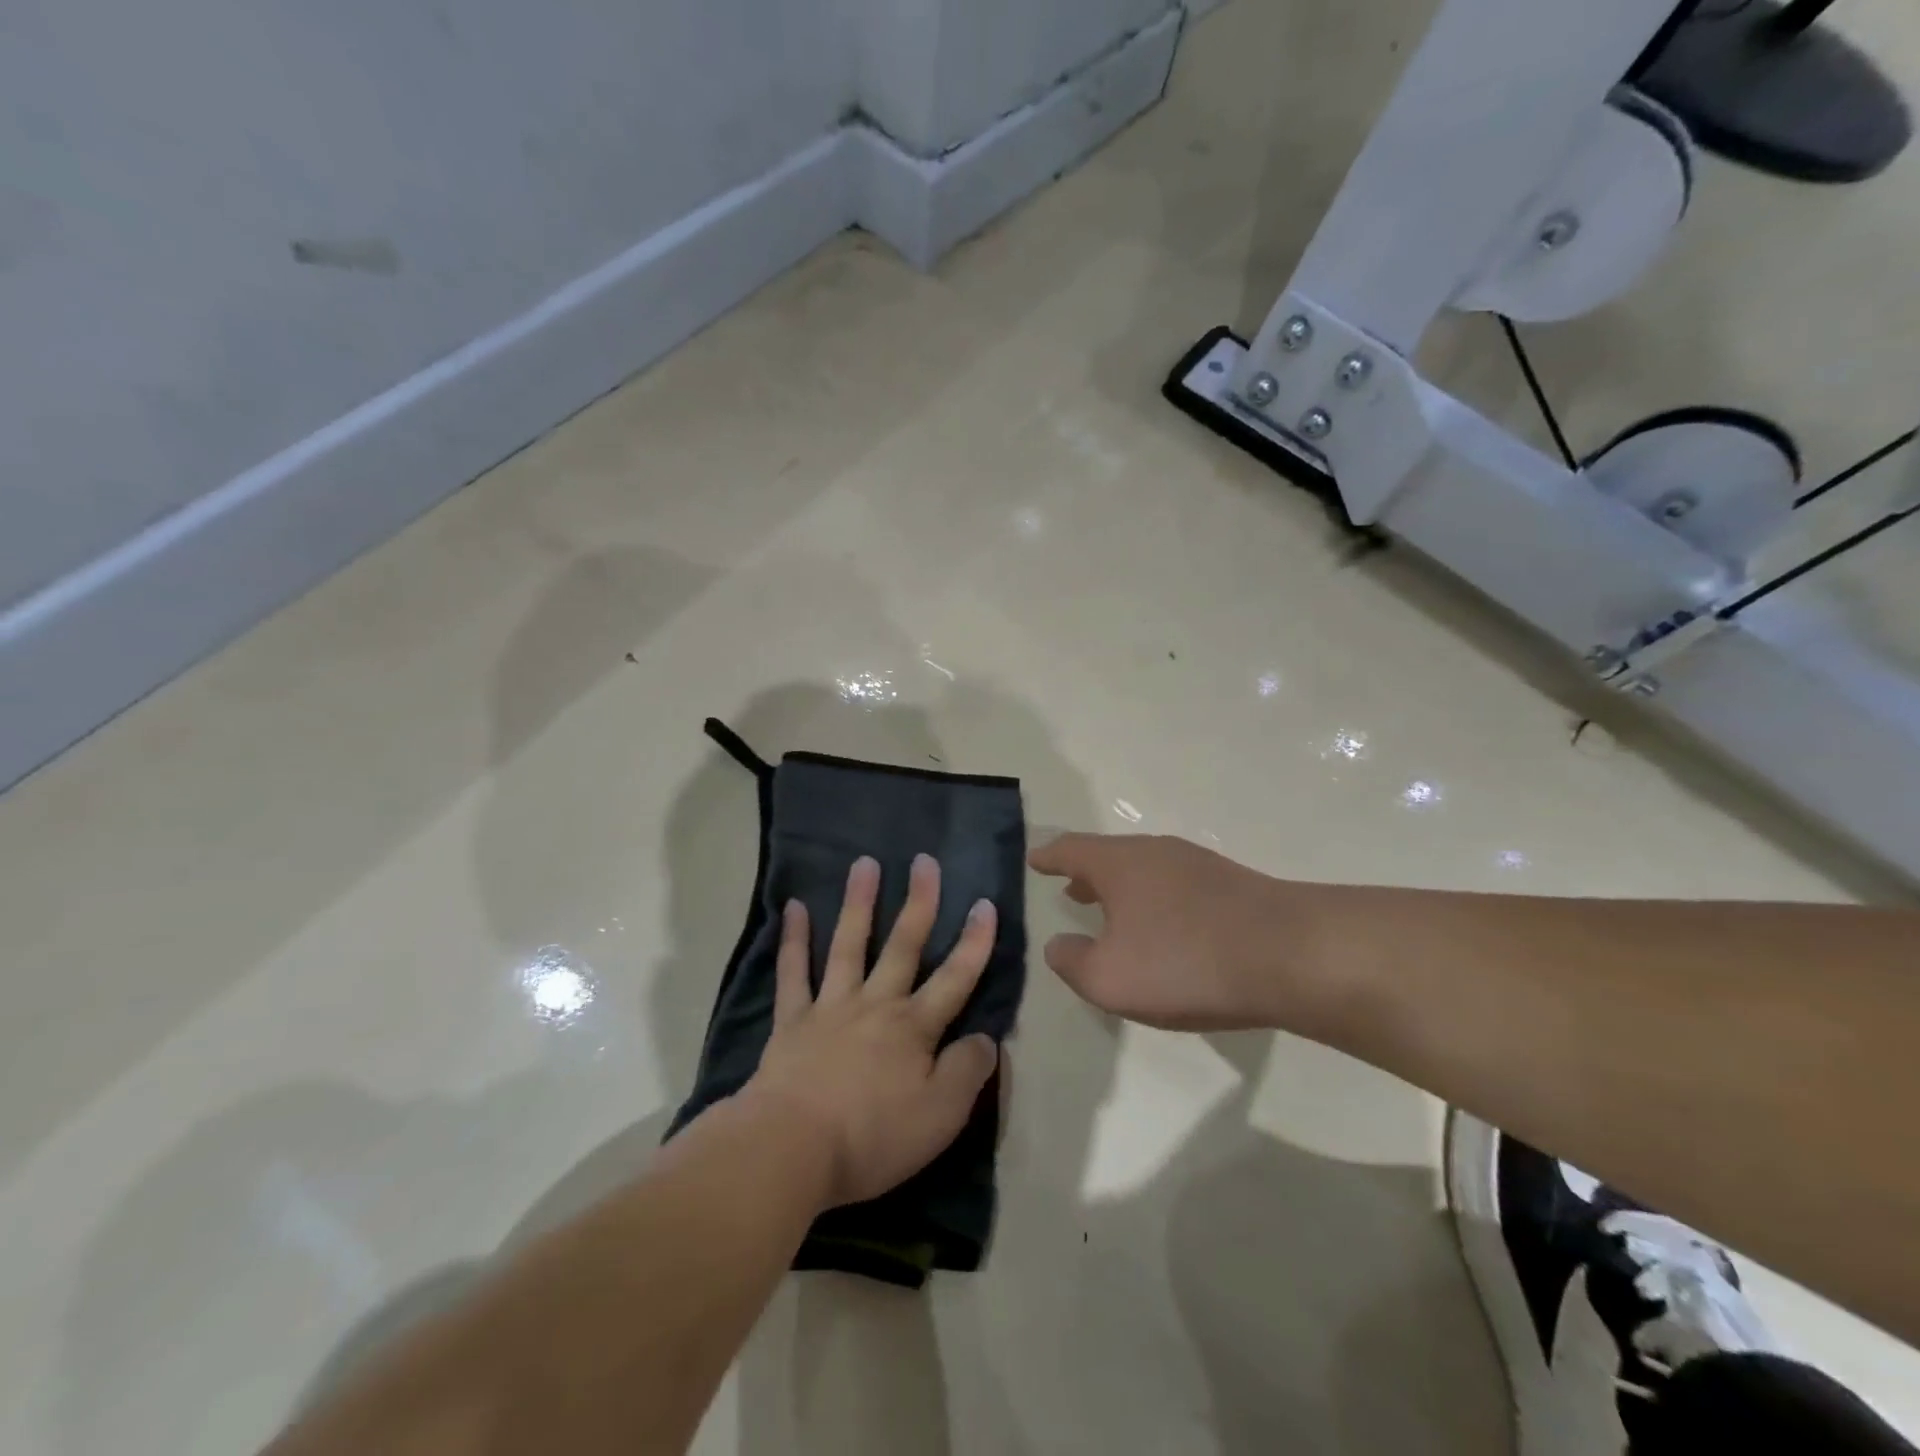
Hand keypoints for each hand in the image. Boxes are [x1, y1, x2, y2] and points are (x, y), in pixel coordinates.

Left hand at [743, 854, 1000, 1209]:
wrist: (791, 1149)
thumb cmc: (873, 1137)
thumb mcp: (941, 1116)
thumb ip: (968, 1071)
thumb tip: (986, 1038)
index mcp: (914, 1028)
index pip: (955, 978)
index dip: (974, 942)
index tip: (985, 904)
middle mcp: (876, 1004)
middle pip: (903, 946)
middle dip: (919, 903)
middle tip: (925, 862)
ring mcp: (831, 1007)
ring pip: (849, 945)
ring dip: (859, 902)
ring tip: (865, 863)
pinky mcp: (792, 1020)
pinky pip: (793, 972)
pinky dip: (793, 939)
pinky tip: (794, 907)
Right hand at [1029, 833, 1315, 1031]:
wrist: (1290, 955)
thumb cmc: (1184, 962)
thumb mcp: (1110, 978)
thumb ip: (1073, 962)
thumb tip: (1059, 945)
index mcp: (1118, 863)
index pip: (1070, 850)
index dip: (1048, 857)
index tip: (1034, 859)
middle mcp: (1154, 852)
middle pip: (1109, 855)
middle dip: (1086, 873)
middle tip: (1069, 888)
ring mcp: (1196, 864)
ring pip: (1144, 869)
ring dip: (1122, 887)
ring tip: (1112, 910)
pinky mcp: (1230, 884)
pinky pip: (1175, 885)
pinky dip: (1154, 899)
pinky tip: (1164, 927)